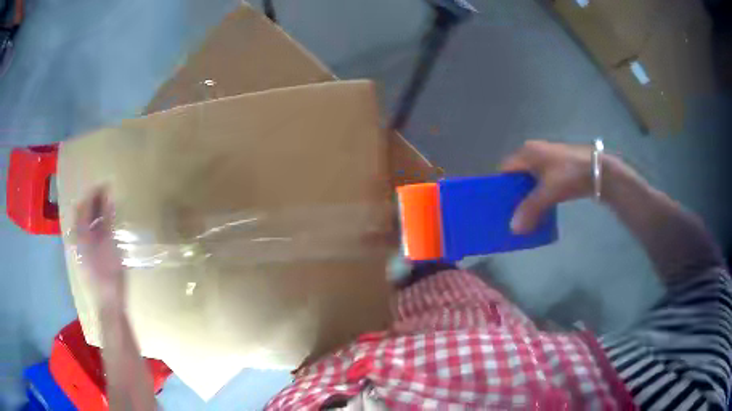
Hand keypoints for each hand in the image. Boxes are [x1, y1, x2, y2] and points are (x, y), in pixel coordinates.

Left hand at [75, 189, 126, 305]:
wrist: (108, 303)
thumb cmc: (110, 274)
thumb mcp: (110, 244)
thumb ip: (107, 219)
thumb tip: (108, 195)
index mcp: (81, 234)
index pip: (84, 206)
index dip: (94, 192)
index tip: (106, 184)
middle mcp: (77, 239)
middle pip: (81, 213)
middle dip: (92, 201)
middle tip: (106, 194)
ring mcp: (80, 249)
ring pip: (83, 224)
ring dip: (93, 213)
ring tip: (106, 208)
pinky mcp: (84, 257)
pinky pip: (86, 234)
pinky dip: (93, 225)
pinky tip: (102, 228)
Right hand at [500, 140, 593, 233]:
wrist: (598, 170)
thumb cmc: (569, 174)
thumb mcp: (548, 192)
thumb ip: (530, 209)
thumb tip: (513, 229)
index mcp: (528, 152)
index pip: (506, 168)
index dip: (500, 186)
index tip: (499, 205)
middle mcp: (536, 153)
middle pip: (518, 175)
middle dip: (515, 195)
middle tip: (512, 213)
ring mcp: (549, 160)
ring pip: (532, 181)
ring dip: (529, 197)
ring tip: (527, 215)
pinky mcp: (560, 169)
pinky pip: (543, 183)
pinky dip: (540, 196)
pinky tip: (543, 209)